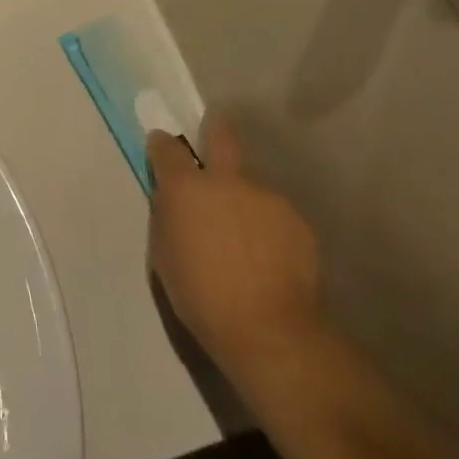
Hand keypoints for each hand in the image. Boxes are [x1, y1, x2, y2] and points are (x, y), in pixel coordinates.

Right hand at [146, 120, 322, 378]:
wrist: (269, 331)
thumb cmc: (201, 296)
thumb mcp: (164, 255)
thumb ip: (168, 217)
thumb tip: (174, 201)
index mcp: (186, 188)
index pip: (167, 148)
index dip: (162, 145)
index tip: (161, 147)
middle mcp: (226, 181)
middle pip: (221, 136)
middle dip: (215, 127)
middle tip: (213, 127)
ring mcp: (266, 198)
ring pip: (251, 187)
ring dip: (244, 201)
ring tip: (247, 239)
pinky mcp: (297, 221)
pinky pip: (274, 216)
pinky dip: (268, 228)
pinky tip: (270, 258)